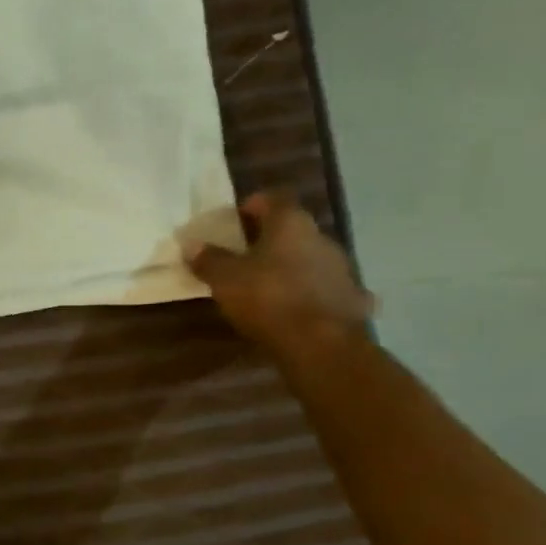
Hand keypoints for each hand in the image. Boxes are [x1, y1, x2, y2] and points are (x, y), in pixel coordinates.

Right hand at [186, 192, 374, 359]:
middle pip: (294, 229)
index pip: (274, 198)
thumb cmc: (268, 299)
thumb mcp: (224, 279)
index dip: (254, 204)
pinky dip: (314, 294)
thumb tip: (192, 245)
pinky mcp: (353, 300)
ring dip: (293, 266)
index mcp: (291, 224)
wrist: (322, 346)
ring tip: (268, 285)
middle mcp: (322, 239)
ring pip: (312, 258)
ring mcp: (343, 269)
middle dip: (271, 239)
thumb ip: (208, 259)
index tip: (236, 219)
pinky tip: (302, 309)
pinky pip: (328, 289)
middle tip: (244, 255)